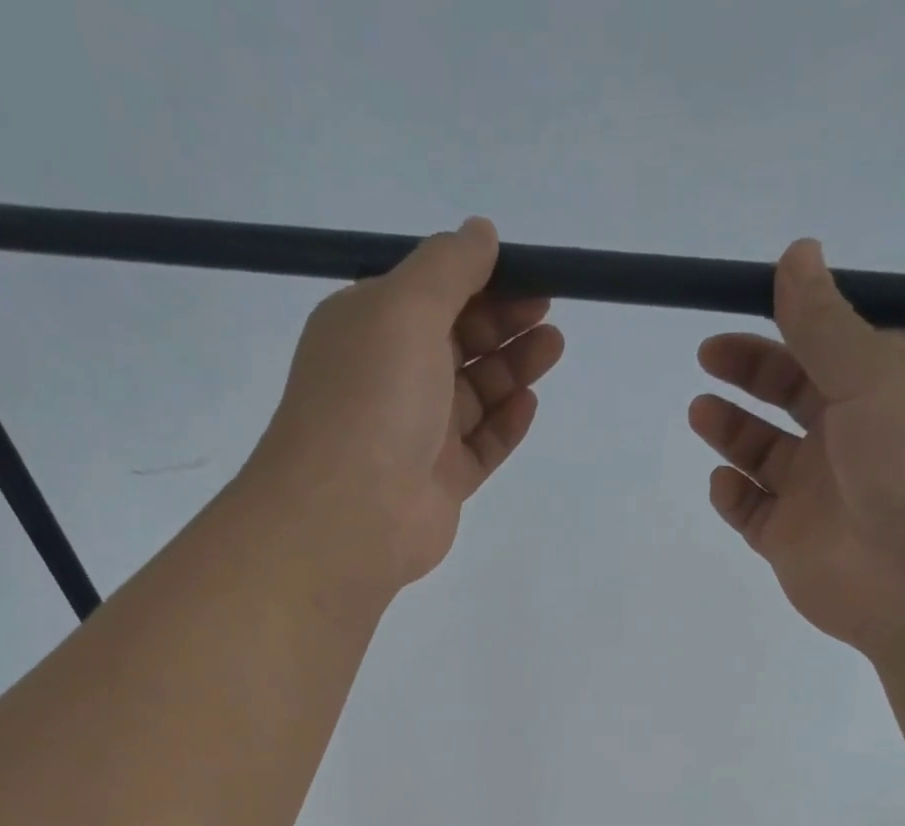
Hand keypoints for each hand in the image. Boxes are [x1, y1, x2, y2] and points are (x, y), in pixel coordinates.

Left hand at [252, 216, 564, 599]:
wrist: (352, 513)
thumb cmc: (374, 398)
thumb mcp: (406, 308)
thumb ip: (449, 267)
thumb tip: (481, 232)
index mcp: (369, 328)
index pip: (430, 294)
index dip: (479, 280)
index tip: (526, 273)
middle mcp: (391, 378)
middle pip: (456, 342)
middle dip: (502, 323)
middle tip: (547, 312)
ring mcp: (417, 434)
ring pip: (474, 395)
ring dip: (512, 368)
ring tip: (552, 347)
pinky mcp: (441, 481)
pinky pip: (481, 446)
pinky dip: (505, 424)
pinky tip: (529, 403)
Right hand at [689, 239, 904, 657]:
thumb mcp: (877, 377)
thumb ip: (826, 324)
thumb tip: (797, 252)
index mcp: (888, 391)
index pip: (831, 347)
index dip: (790, 324)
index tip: (744, 306)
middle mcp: (853, 440)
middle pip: (791, 396)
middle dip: (751, 372)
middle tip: (708, 357)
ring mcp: (820, 495)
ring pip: (765, 455)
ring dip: (732, 430)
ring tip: (701, 411)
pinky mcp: (791, 544)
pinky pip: (752, 511)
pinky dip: (733, 493)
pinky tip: (725, 480)